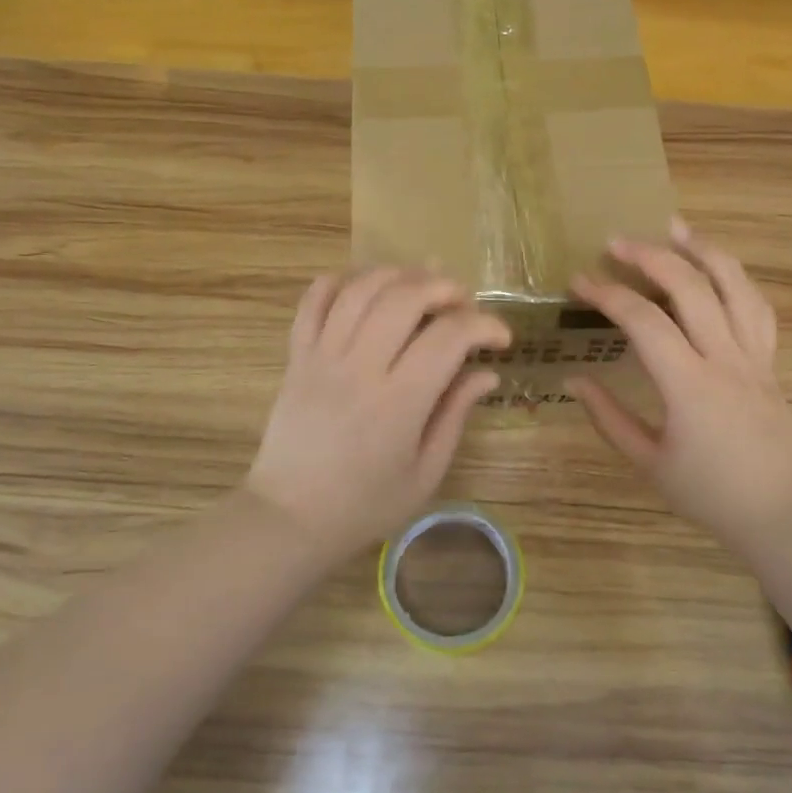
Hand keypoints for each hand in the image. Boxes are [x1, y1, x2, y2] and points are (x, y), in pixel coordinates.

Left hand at [245, 268, 508, 556]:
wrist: (290, 518)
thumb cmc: (365, 505)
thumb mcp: (425, 472)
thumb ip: (455, 415)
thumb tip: (486, 373)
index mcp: (399, 401)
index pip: (449, 337)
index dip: (484, 325)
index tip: (501, 339)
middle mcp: (360, 367)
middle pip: (404, 297)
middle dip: (443, 287)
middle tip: (462, 302)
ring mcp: (323, 357)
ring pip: (360, 290)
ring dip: (397, 275)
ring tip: (420, 283)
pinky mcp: (296, 357)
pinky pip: (312, 301)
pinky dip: (339, 282)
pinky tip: (363, 287)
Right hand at [567, 220, 791, 555]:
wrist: (782, 512)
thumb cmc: (709, 493)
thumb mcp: (649, 461)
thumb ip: (609, 418)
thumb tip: (575, 381)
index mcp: (690, 386)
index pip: (644, 322)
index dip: (608, 294)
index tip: (579, 280)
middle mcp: (725, 359)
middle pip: (691, 287)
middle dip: (651, 256)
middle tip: (616, 242)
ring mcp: (754, 356)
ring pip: (735, 285)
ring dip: (703, 250)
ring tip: (675, 228)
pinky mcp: (770, 360)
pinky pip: (757, 307)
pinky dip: (735, 278)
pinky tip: (717, 267)